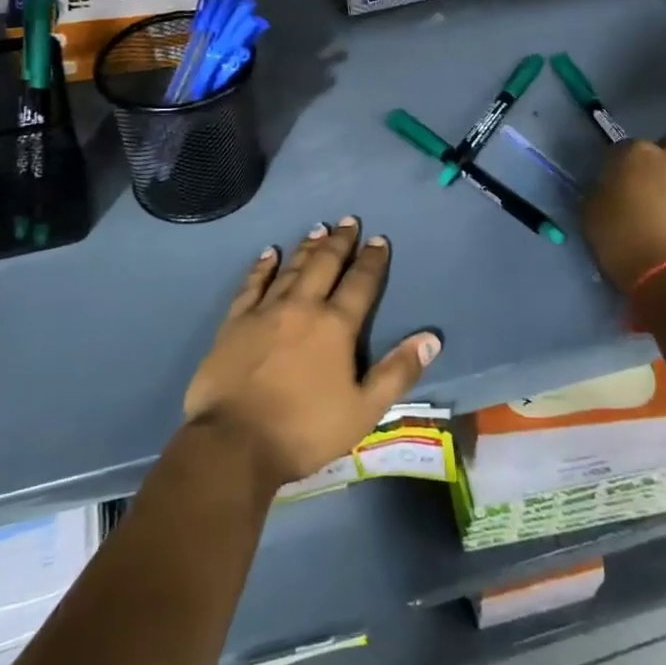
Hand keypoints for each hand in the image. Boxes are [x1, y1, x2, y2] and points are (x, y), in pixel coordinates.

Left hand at [183, 218, 442, 488]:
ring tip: (318, 229)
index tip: (378, 239)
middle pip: (324, 265)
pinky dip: (262, 267)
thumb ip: (398, 372)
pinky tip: (269, 254)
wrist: (234, 443)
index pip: (360, 284)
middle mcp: (302, 307)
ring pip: (291, 269)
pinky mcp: (235, 322)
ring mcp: (265, 311)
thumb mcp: (364, 410)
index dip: (371, 261)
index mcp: (335, 326)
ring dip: (307, 247)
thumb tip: (431, 338)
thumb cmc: (305, 430)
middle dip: (339, 242)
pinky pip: (252, 285)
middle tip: (348, 221)